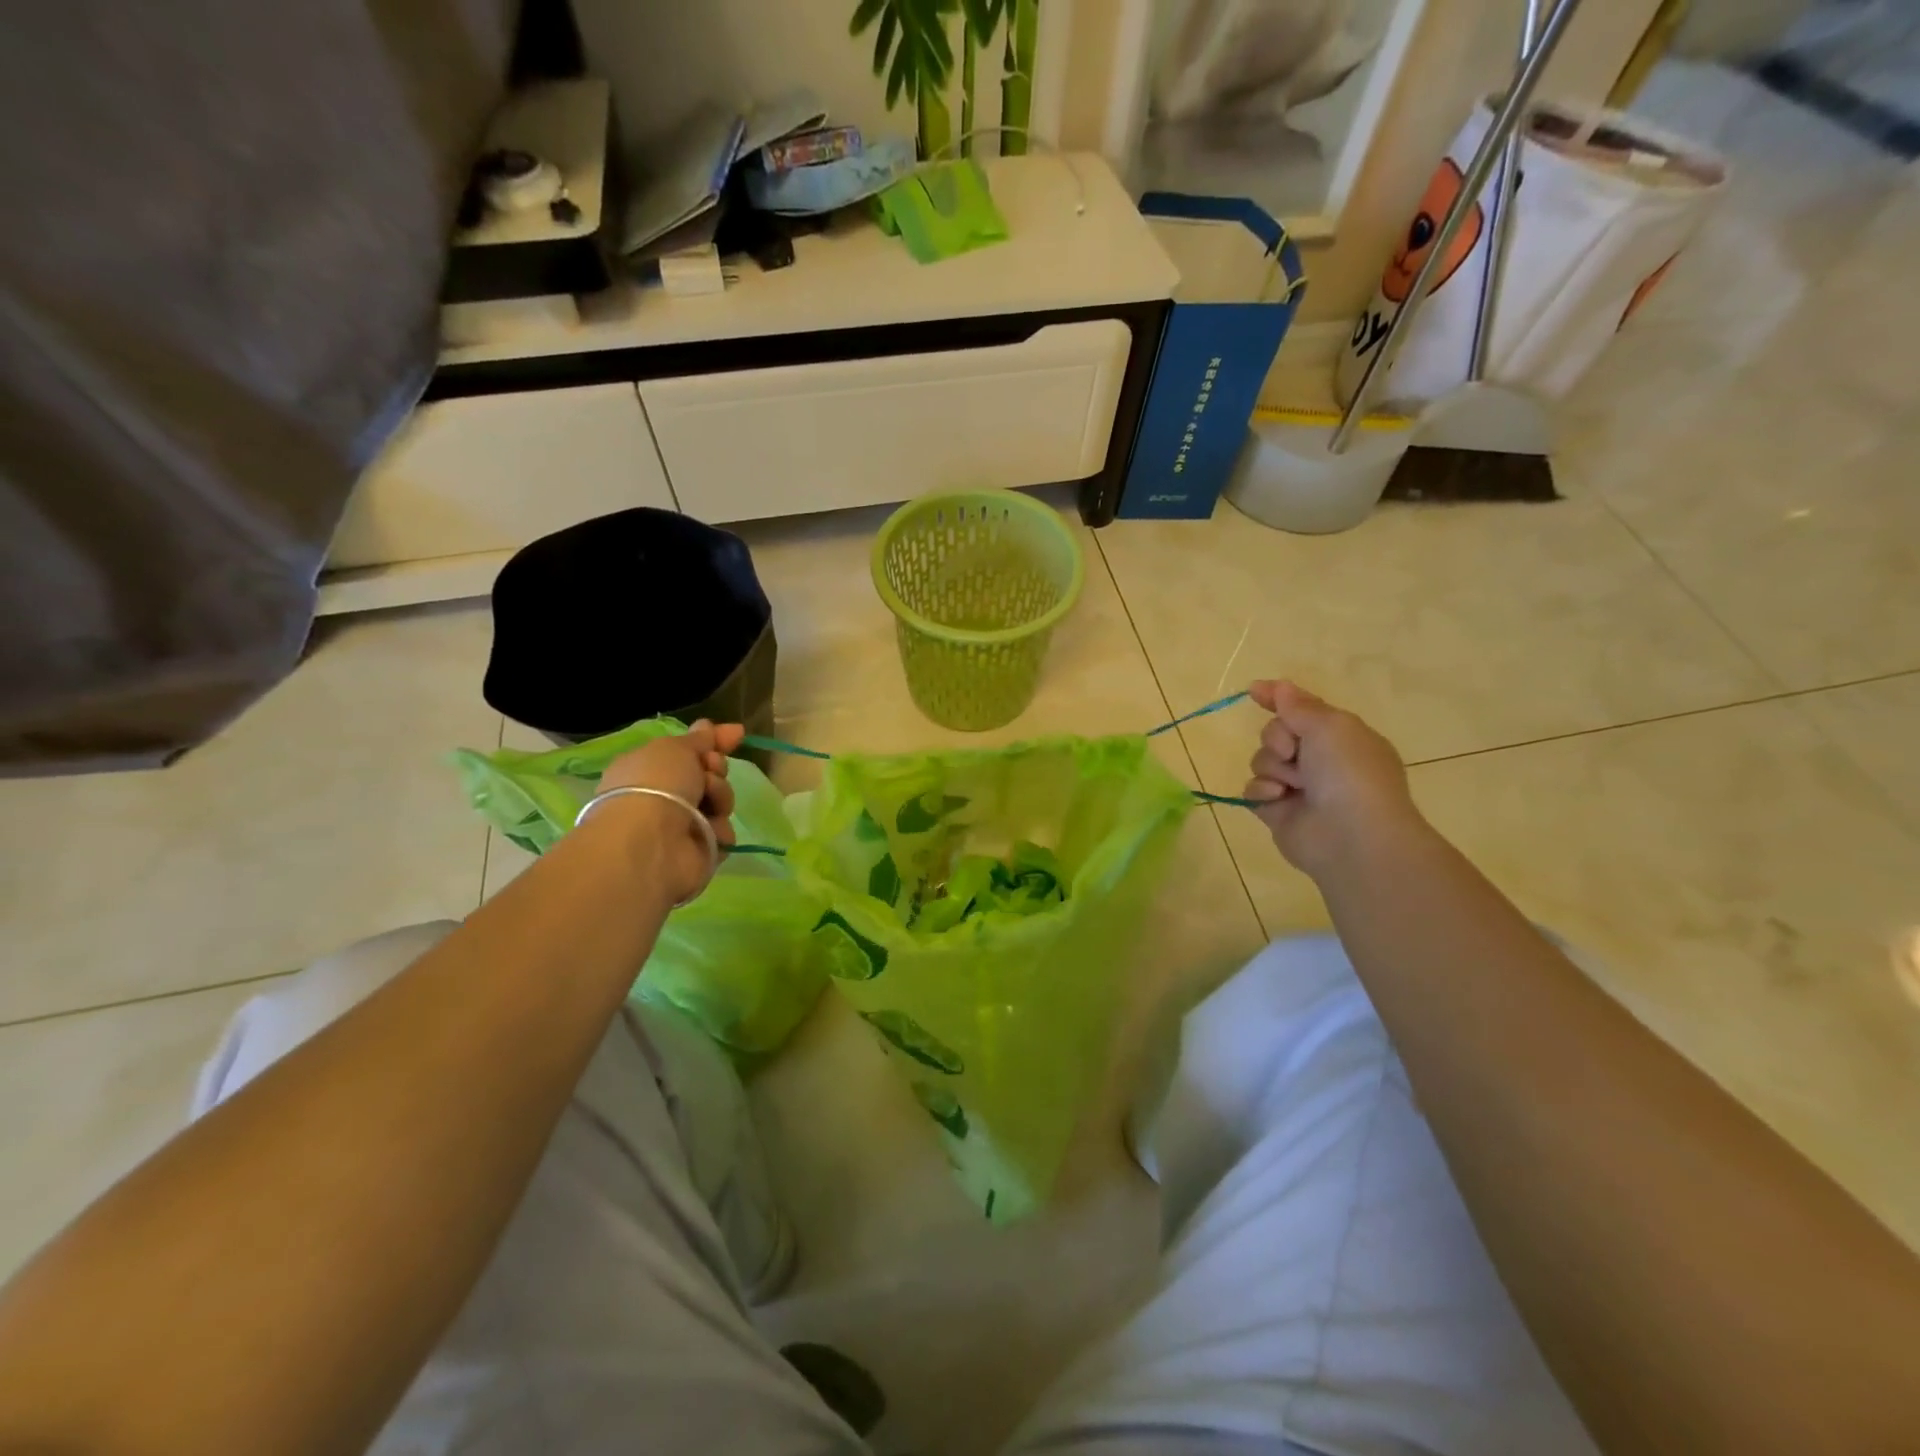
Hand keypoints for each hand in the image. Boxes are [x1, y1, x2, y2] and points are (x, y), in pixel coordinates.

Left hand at [595, 720, 745, 902]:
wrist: (650, 841)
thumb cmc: (656, 784)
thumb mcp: (676, 747)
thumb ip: (699, 738)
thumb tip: (708, 725)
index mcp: (649, 769)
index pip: (688, 751)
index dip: (713, 742)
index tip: (737, 734)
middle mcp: (664, 797)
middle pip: (709, 776)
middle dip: (716, 770)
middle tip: (709, 772)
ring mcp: (681, 826)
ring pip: (720, 802)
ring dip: (720, 797)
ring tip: (708, 803)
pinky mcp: (699, 852)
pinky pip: (723, 833)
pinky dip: (719, 829)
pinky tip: (708, 830)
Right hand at [1242, 680, 1424, 877]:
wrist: (1351, 835)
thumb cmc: (1349, 772)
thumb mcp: (1330, 726)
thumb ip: (1299, 705)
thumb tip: (1279, 686)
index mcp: (1340, 737)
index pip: (1303, 709)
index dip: (1278, 699)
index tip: (1254, 691)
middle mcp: (1319, 760)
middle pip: (1276, 733)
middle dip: (1277, 738)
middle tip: (1293, 752)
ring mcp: (1298, 787)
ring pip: (1262, 760)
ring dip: (1273, 767)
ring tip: (1293, 784)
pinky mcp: (1276, 811)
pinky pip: (1252, 789)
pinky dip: (1262, 791)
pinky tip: (1279, 799)